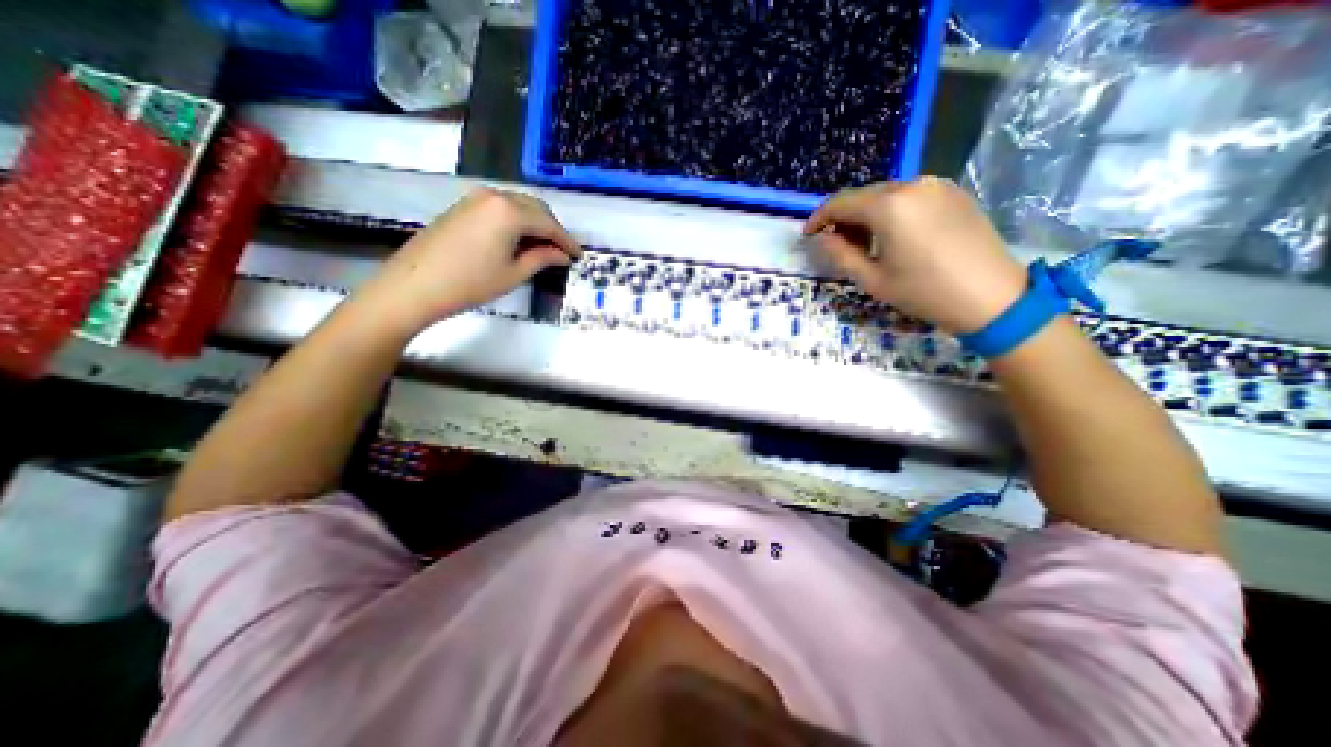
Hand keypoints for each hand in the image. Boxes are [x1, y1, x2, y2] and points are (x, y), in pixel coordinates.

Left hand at [357, 187, 580, 334]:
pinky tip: (520, 240)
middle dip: (553, 229)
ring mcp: (476, 198)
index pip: (549, 224)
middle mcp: (495, 196)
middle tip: (563, 252)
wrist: (415, 285)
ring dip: (536, 223)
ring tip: (544, 247)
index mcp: (510, 211)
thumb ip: (542, 258)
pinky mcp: (464, 206)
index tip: (578, 255)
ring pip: (518, 205)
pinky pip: (501, 207)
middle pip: (535, 208)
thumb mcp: (514, 274)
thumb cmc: (470, 283)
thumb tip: (562, 254)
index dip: (567, 241)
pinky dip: (517, 221)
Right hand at [801, 175, 1026, 330]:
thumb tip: (821, 239)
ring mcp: (936, 186)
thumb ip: (839, 255)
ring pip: (886, 195)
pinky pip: (910, 196)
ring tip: (864, 244)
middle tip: (835, 244)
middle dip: (843, 217)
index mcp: (889, 206)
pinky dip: (891, 212)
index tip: (808, 235)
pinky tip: (893, 236)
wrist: (991, 297)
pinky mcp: (954, 192)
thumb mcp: (872, 279)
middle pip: (863, 195)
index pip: (840, 202)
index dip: (819, 218)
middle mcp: (912, 185)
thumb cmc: (923, 292)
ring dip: (867, 215)